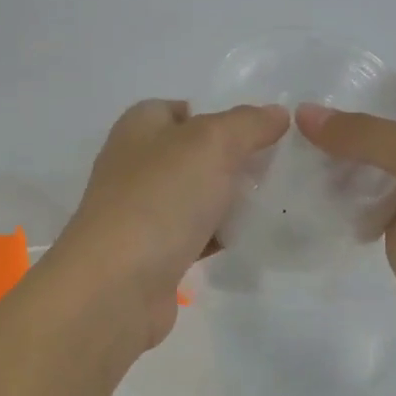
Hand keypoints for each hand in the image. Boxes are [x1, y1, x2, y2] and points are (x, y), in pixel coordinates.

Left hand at [46, 99, 291, 348]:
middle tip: (278, 168)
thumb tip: (275, 113)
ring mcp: (142, 211)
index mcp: (139, 128)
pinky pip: (195, 235)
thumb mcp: (211, 144)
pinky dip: (220, 236)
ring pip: (197, 196)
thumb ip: (247, 123)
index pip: (182, 109)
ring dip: (231, 200)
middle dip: (234, 160)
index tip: (262, 131)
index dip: (220, 114)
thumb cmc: (160, 199)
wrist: (117, 286)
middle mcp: (136, 165)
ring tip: (276, 202)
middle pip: (193, 154)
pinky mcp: (153, 253)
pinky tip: (252, 239)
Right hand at [296, 79, 395, 361]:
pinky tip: (298, 196)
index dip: (360, 87)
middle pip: (375, 129)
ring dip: (328, 164)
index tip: (307, 90)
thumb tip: (304, 113)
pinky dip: (332, 202)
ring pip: (362, 168)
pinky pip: (358, 207)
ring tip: (279, 157)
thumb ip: (363, 133)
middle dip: (334, 127)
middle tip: (280, 127)